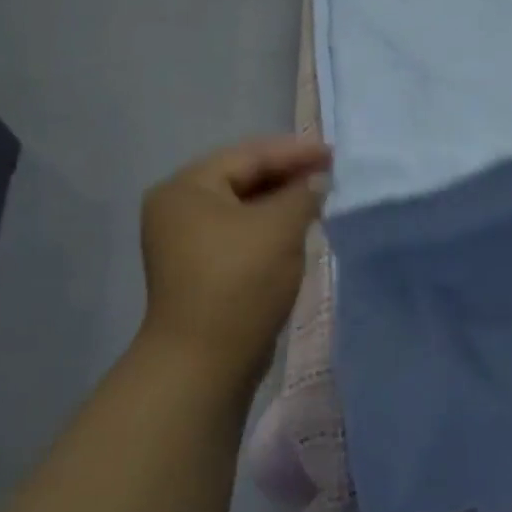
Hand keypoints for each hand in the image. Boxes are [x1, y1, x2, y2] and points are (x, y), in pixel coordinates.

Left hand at [136, 137, 332, 389]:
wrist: (205, 360)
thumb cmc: (240, 280)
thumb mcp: (280, 227)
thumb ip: (303, 194)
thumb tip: (316, 182)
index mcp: (186, 188)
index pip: (248, 155)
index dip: (294, 151)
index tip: (333, 153)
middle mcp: (178, 208)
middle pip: (242, 178)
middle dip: (287, 175)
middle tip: (329, 172)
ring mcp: (185, 241)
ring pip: (243, 208)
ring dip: (281, 202)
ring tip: (320, 197)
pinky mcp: (200, 269)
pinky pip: (241, 233)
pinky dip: (269, 226)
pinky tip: (298, 228)